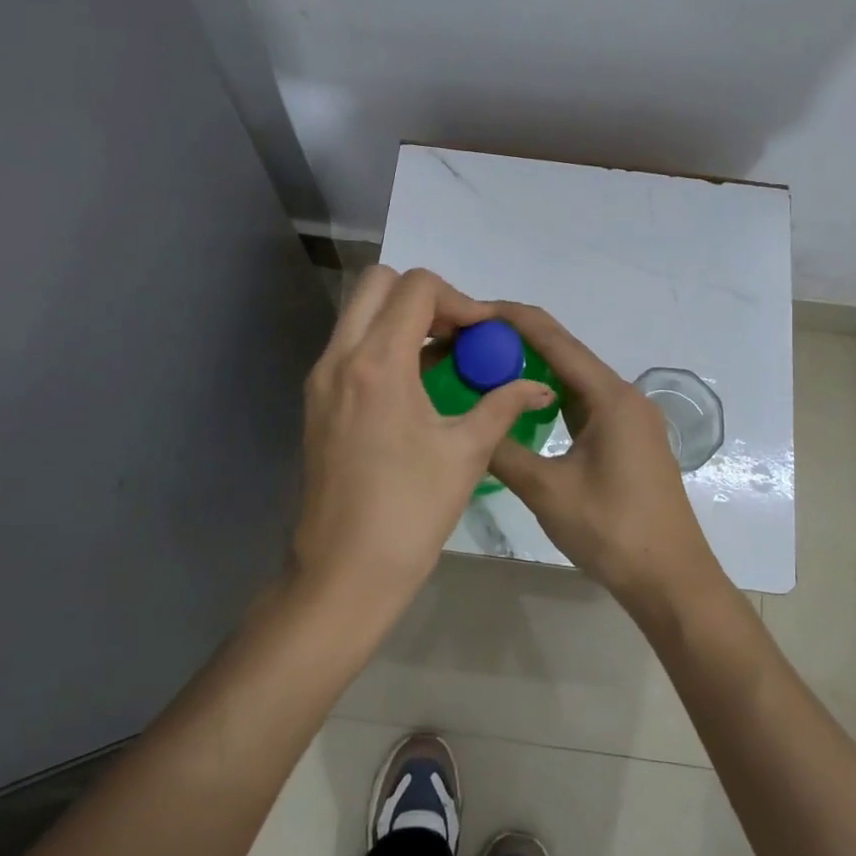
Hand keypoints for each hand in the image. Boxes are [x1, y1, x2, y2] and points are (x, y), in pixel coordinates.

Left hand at [293, 268, 556, 612]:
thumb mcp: (466, 453)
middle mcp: (340, 357)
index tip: (483, 335)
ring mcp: (321, 379)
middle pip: (378, 284)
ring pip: (359, 314)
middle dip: (424, 297)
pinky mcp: (316, 401)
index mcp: (378, 363)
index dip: (459, 299)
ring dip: (401, 320)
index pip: (416, 287)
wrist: (344, 571)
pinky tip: (415, 386)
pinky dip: (382, 345)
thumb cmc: (411, 512)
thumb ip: (503, 405)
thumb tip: (539, 386)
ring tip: (441, 359)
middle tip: (458, 336)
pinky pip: (350, 347)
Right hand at [486, 303, 720, 614]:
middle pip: (566, 353)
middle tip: (469, 343)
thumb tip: (469, 424)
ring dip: (534, 370)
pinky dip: (552, 398)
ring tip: (486, 368)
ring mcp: (630, 418)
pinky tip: (523, 406)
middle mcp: (624, 396)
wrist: (671, 579)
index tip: (472, 310)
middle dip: (518, 342)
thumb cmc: (612, 531)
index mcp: (610, 397)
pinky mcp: (629, 439)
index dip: (511, 319)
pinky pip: (584, 403)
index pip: (554, 339)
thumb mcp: (547, 491)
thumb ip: (503, 451)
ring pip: (575, 379)